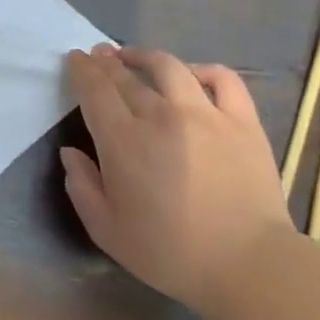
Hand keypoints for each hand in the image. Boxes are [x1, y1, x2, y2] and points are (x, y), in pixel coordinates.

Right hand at [61, 44, 292, 319]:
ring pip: (169, 67)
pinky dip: (202, 70)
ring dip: (145, 56)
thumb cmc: (170, 253)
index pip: (95, 90)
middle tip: (98, 54)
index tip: (76, 59)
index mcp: (123, 141)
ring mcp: (205, 114)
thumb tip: (71, 153)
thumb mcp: (107, 231)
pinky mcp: (242, 121)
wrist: (248, 265)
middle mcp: (160, 116)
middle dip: (107, 61)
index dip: (82, 70)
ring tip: (134, 56)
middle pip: (126, 76)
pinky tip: (191, 74)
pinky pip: (222, 78)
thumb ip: (82, 187)